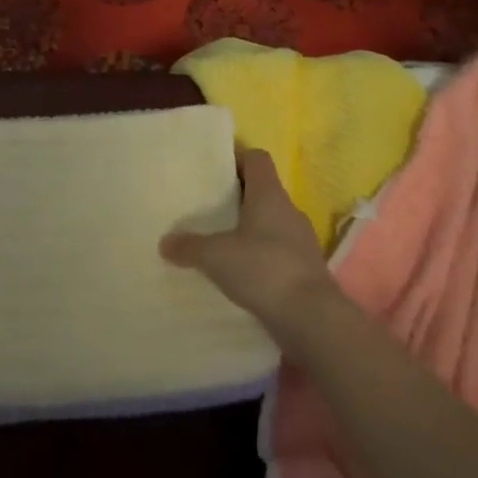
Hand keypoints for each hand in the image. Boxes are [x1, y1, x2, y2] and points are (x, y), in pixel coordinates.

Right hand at [161, 148, 334, 331]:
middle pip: (262, 191)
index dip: (237, 158)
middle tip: (206, 207)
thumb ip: (189, 247)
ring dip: (247, 229)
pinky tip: (237, 273)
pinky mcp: (303, 269)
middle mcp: (288, 211)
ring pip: (269, 224)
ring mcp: (300, 241)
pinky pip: (275, 252)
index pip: (257, 159)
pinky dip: (257, 257)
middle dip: (236, 197)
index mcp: (270, 195)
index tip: (213, 169)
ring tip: (217, 242)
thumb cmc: (264, 269)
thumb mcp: (216, 256)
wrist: (312, 318)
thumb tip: (165, 243)